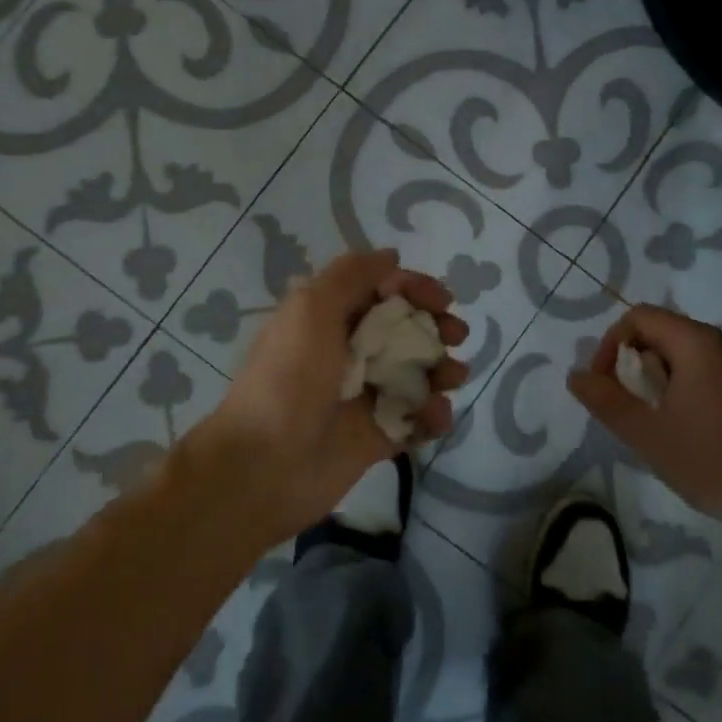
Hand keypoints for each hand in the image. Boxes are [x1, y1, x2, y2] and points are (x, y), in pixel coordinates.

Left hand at [197, 250, 468, 542]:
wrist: (266, 465)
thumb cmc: (289, 377)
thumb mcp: (311, 308)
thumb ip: (352, 275)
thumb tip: (391, 256)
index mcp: (331, 317)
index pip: (383, 290)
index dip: (415, 288)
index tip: (441, 299)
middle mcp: (351, 351)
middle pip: (408, 329)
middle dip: (437, 327)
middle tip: (455, 336)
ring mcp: (367, 394)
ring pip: (419, 372)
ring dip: (443, 369)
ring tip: (451, 377)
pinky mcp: (380, 434)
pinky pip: (418, 417)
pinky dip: (434, 413)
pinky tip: (434, 415)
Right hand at [567, 304, 721, 527]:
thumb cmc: (712, 460)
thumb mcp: (647, 434)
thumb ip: (606, 401)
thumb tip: (576, 375)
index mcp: (696, 342)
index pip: (638, 318)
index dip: (610, 345)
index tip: (605, 386)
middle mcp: (719, 341)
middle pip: (658, 332)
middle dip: (632, 365)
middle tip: (627, 408)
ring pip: (678, 353)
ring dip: (654, 379)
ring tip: (652, 421)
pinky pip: (701, 368)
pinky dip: (679, 386)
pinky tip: (681, 426)